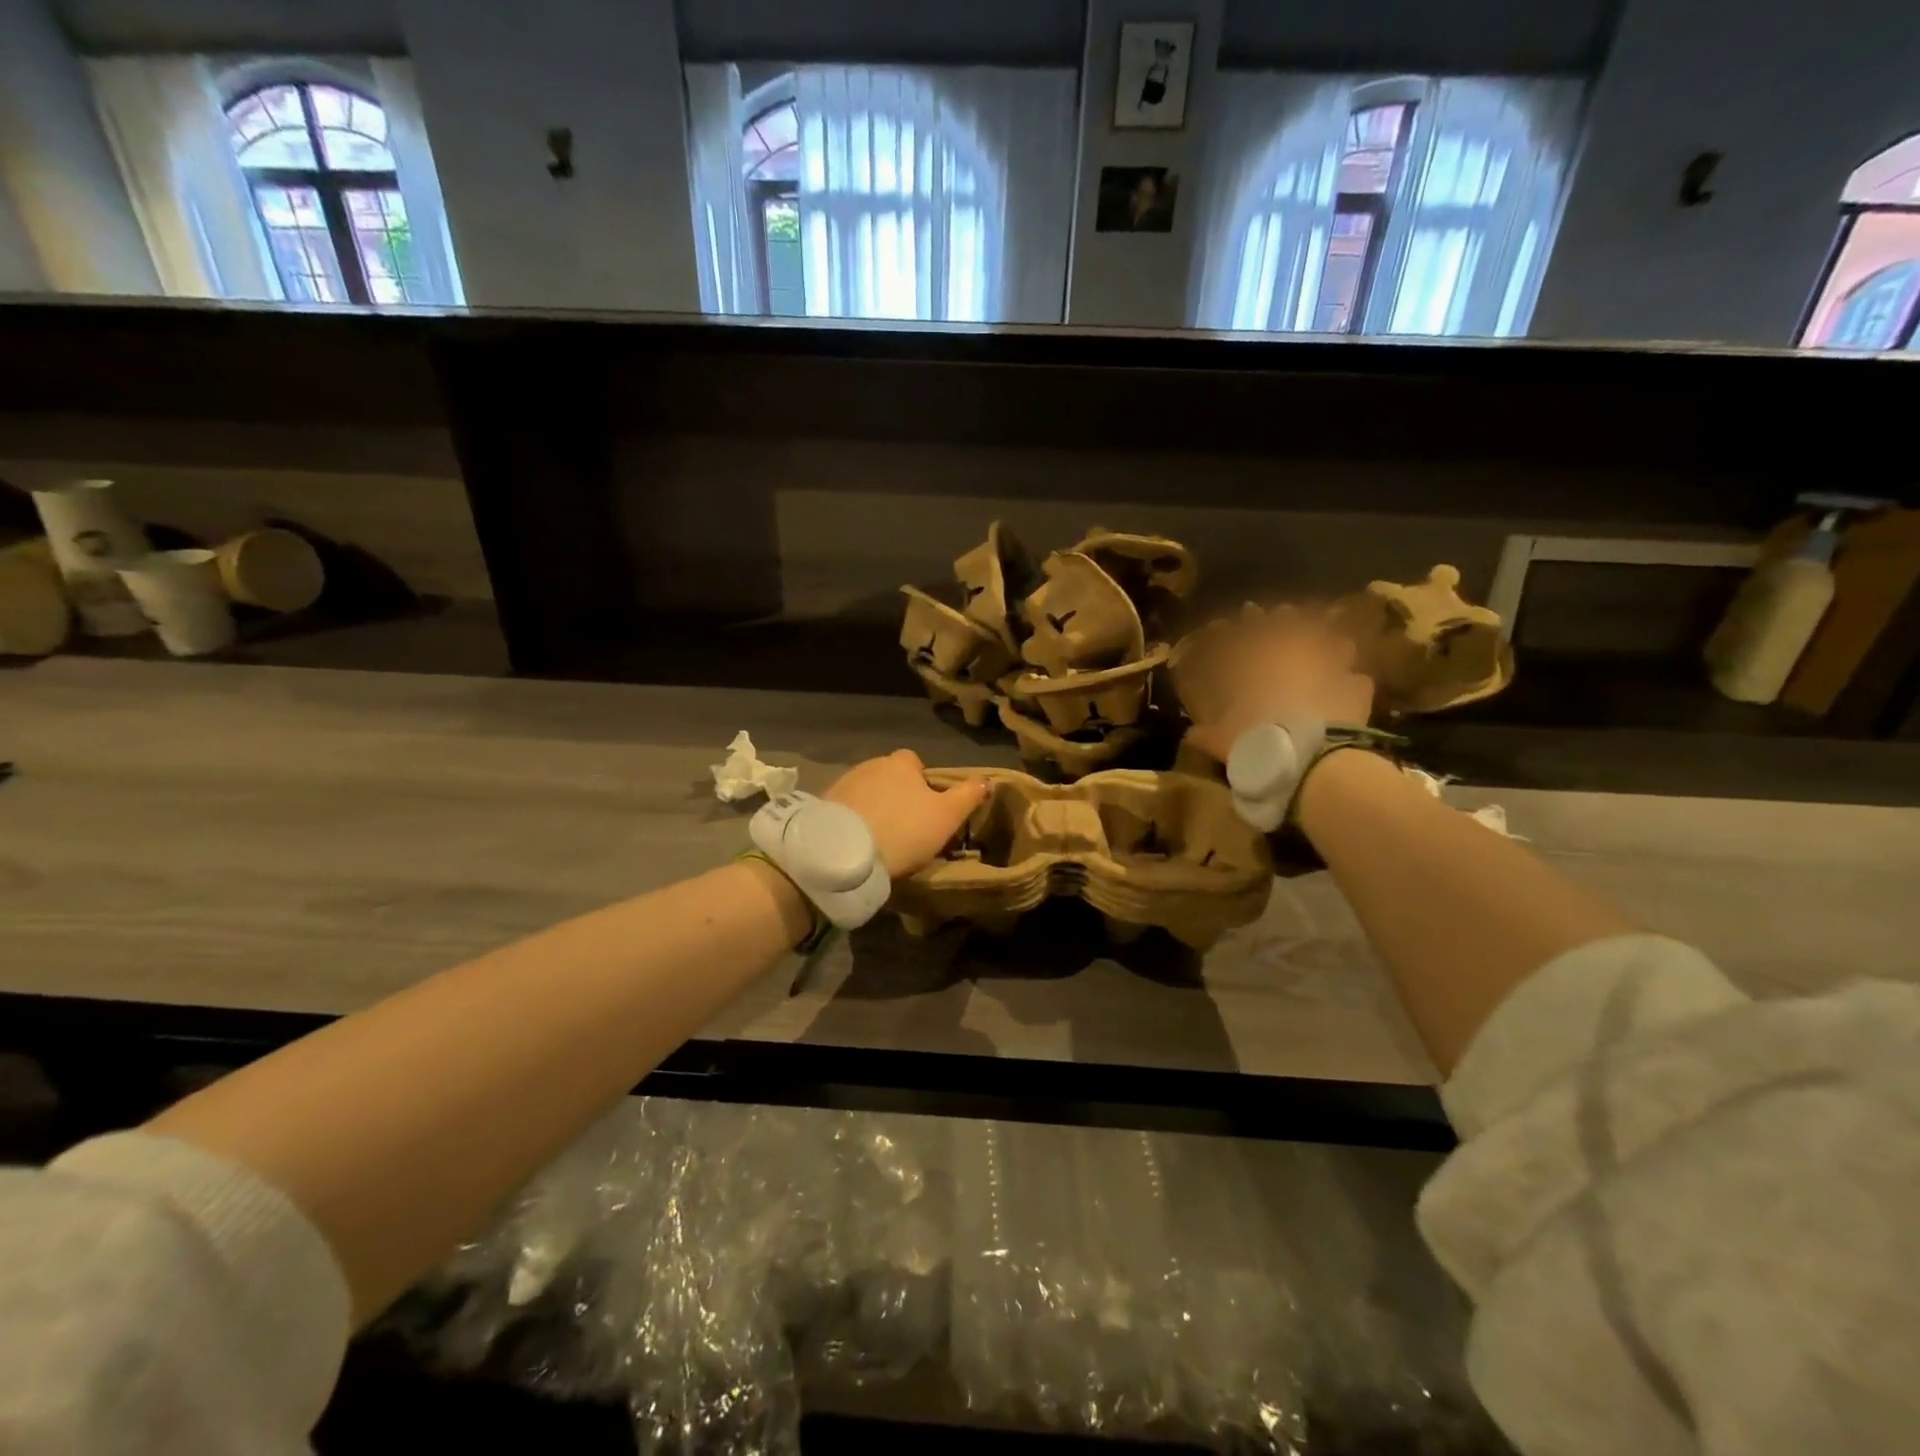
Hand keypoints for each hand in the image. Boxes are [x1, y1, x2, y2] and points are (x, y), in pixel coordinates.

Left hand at [825, 750, 988, 878]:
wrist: (845, 852)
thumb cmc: (904, 830)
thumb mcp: (947, 816)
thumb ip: (968, 796)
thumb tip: (987, 780)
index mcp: (901, 763)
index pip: (914, 762)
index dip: (922, 782)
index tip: (926, 807)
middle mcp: (870, 765)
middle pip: (889, 776)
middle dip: (896, 795)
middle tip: (906, 827)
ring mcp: (843, 784)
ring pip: (866, 792)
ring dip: (873, 808)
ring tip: (881, 838)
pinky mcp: (823, 806)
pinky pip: (845, 810)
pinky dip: (853, 821)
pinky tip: (859, 842)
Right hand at [1185, 607, 1376, 761]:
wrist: (1308, 755)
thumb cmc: (1255, 739)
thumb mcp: (1220, 740)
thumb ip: (1204, 734)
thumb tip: (1189, 736)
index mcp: (1256, 662)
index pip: (1246, 633)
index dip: (1243, 622)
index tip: (1244, 612)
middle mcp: (1293, 655)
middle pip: (1291, 624)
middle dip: (1285, 618)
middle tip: (1283, 614)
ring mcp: (1329, 666)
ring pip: (1332, 642)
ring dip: (1328, 643)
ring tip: (1326, 645)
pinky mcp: (1357, 687)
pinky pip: (1356, 679)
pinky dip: (1351, 682)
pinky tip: (1349, 687)